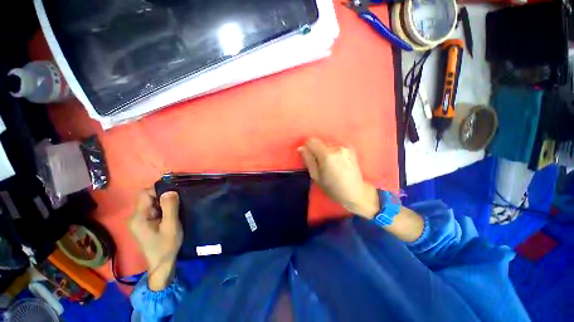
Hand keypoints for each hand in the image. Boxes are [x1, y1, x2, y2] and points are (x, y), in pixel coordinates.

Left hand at [129, 189, 182, 290]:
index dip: (159, 189)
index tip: (174, 192)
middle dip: (162, 196)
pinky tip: (171, 214)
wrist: (162, 264)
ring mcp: (139, 221)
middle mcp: (135, 217)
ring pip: (151, 203)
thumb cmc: (166, 246)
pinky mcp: (144, 224)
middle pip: (147, 197)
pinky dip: (162, 208)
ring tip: (176, 207)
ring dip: (163, 202)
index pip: (144, 194)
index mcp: (139, 217)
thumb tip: (170, 190)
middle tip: (177, 202)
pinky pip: (153, 209)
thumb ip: (170, 207)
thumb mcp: (171, 226)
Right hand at [298, 138, 379, 217]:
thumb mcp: (316, 176)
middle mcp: (336, 147)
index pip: (311, 141)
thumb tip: (301, 148)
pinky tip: (337, 163)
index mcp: (326, 155)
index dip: (307, 147)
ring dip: (325, 152)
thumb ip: (308, 160)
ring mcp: (345, 147)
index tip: (309, 157)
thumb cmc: (332, 188)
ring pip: (328, 145)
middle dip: (317, 151)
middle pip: (320, 142)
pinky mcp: (350, 149)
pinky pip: (335, 147)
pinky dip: (333, 153)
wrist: (355, 192)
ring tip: (330, 165)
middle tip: (320, 164)